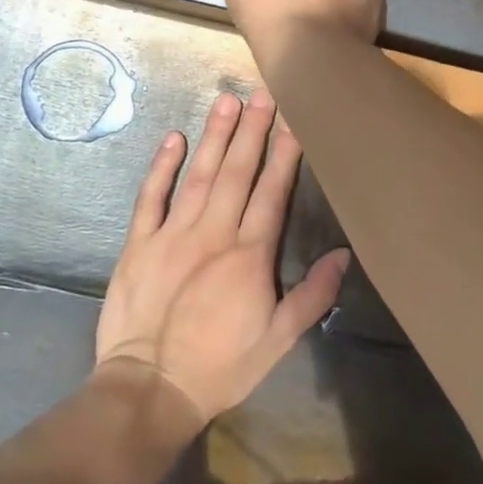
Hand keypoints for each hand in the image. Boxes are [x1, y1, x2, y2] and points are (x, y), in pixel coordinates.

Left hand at [95, 88, 350, 424]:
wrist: (148, 391)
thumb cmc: (221, 366)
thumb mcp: (279, 340)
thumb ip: (313, 294)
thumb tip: (344, 254)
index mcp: (249, 254)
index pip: (271, 191)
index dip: (284, 153)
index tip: (294, 119)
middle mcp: (213, 233)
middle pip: (236, 171)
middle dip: (252, 130)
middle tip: (262, 92)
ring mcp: (172, 234)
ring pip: (198, 175)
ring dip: (214, 136)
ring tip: (226, 100)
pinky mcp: (138, 244)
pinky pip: (150, 198)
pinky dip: (161, 167)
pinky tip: (173, 139)